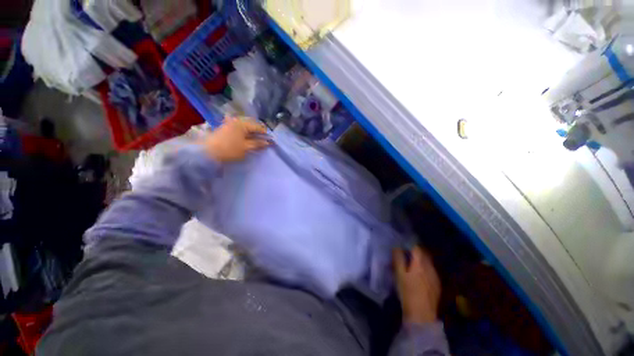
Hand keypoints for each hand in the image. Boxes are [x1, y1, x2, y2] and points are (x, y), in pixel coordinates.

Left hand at [199, 117, 270, 162]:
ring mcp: (229, 123)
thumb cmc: (229, 149)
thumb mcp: (246, 148)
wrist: (207, 152)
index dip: (266, 134)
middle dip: (259, 132)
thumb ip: (258, 144)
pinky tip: (246, 139)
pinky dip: (245, 133)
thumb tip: (268, 142)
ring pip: (245, 126)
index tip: (271, 141)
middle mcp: (236, 120)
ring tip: (256, 141)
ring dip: (252, 133)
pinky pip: (239, 128)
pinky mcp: (225, 128)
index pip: (259, 126)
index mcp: (243, 123)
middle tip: (264, 141)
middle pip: (252, 125)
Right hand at [393, 246, 440, 323]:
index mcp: (420, 262)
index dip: (409, 244)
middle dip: (415, 251)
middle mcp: (430, 266)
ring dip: (420, 260)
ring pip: (428, 262)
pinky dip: (425, 268)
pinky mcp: (437, 283)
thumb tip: (397, 247)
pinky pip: (431, 270)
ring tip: (412, 264)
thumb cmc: (407, 291)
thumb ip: (398, 258)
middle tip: (406, 253)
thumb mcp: (399, 274)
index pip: (416, 247)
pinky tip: (419, 275)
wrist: (421, 313)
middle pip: (424, 253)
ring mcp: (435, 275)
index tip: (402, 245)